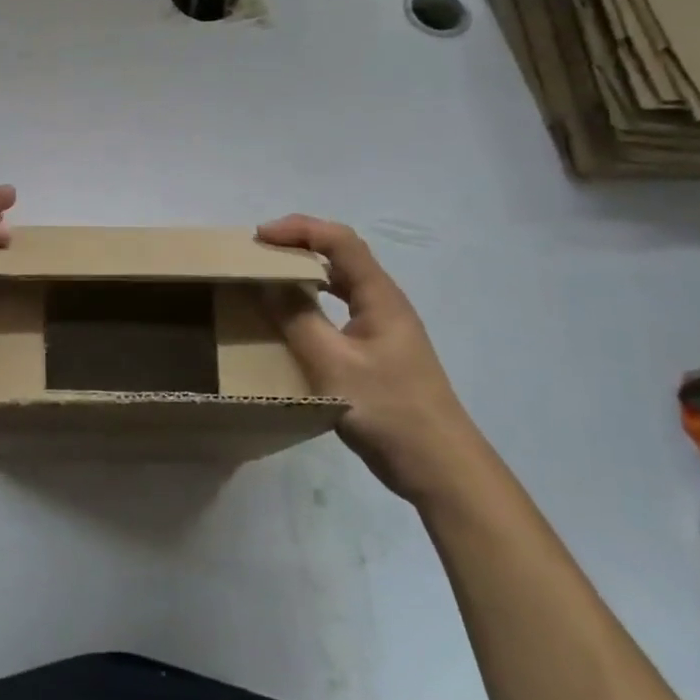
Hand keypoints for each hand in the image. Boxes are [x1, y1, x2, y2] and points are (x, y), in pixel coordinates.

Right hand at [256, 214, 483, 501]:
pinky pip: (340, 312)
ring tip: (269, 280)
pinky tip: (293, 323)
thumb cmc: (389, 410)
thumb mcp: (333, 364)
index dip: (299, 229)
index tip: (260, 238)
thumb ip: (298, 319)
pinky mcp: (379, 354)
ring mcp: (384, 329)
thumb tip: (268, 283)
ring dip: (305, 275)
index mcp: (379, 296)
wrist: (441, 469)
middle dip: (299, 246)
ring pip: (341, 285)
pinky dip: (313, 305)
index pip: (339, 240)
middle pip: (341, 256)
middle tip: (259, 255)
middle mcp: (384, 303)